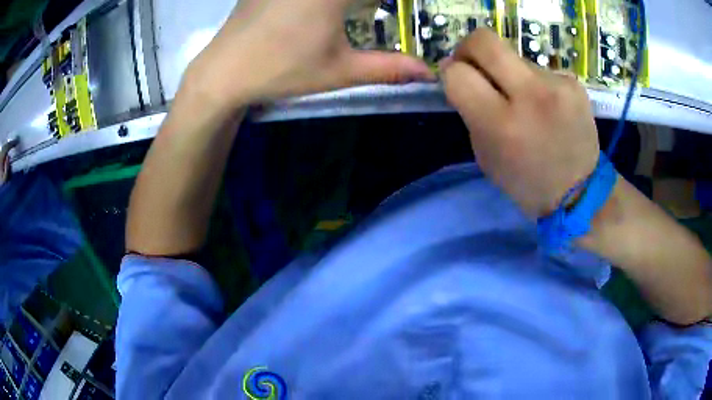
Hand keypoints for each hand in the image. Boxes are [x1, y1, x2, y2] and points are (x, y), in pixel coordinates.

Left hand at [183, 0, 433, 110]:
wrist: (223, 72)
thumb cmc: (282, 70)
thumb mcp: (340, 70)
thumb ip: (388, 68)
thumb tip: (428, 73)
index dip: (384, 3)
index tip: (379, 13)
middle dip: (367, 4)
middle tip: (367, 13)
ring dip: (345, 4)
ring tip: (344, 16)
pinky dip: (321, 2)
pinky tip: (315, 14)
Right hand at [441, 29, 599, 216]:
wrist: (580, 192)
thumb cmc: (526, 181)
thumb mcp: (485, 154)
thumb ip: (470, 111)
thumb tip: (458, 72)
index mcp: (501, 124)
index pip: (458, 72)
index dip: (451, 73)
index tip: (458, 80)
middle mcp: (530, 96)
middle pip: (484, 41)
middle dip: (469, 49)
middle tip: (475, 65)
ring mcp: (557, 85)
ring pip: (515, 57)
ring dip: (509, 73)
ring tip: (524, 101)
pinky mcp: (574, 83)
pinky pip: (540, 70)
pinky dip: (535, 82)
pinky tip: (546, 105)